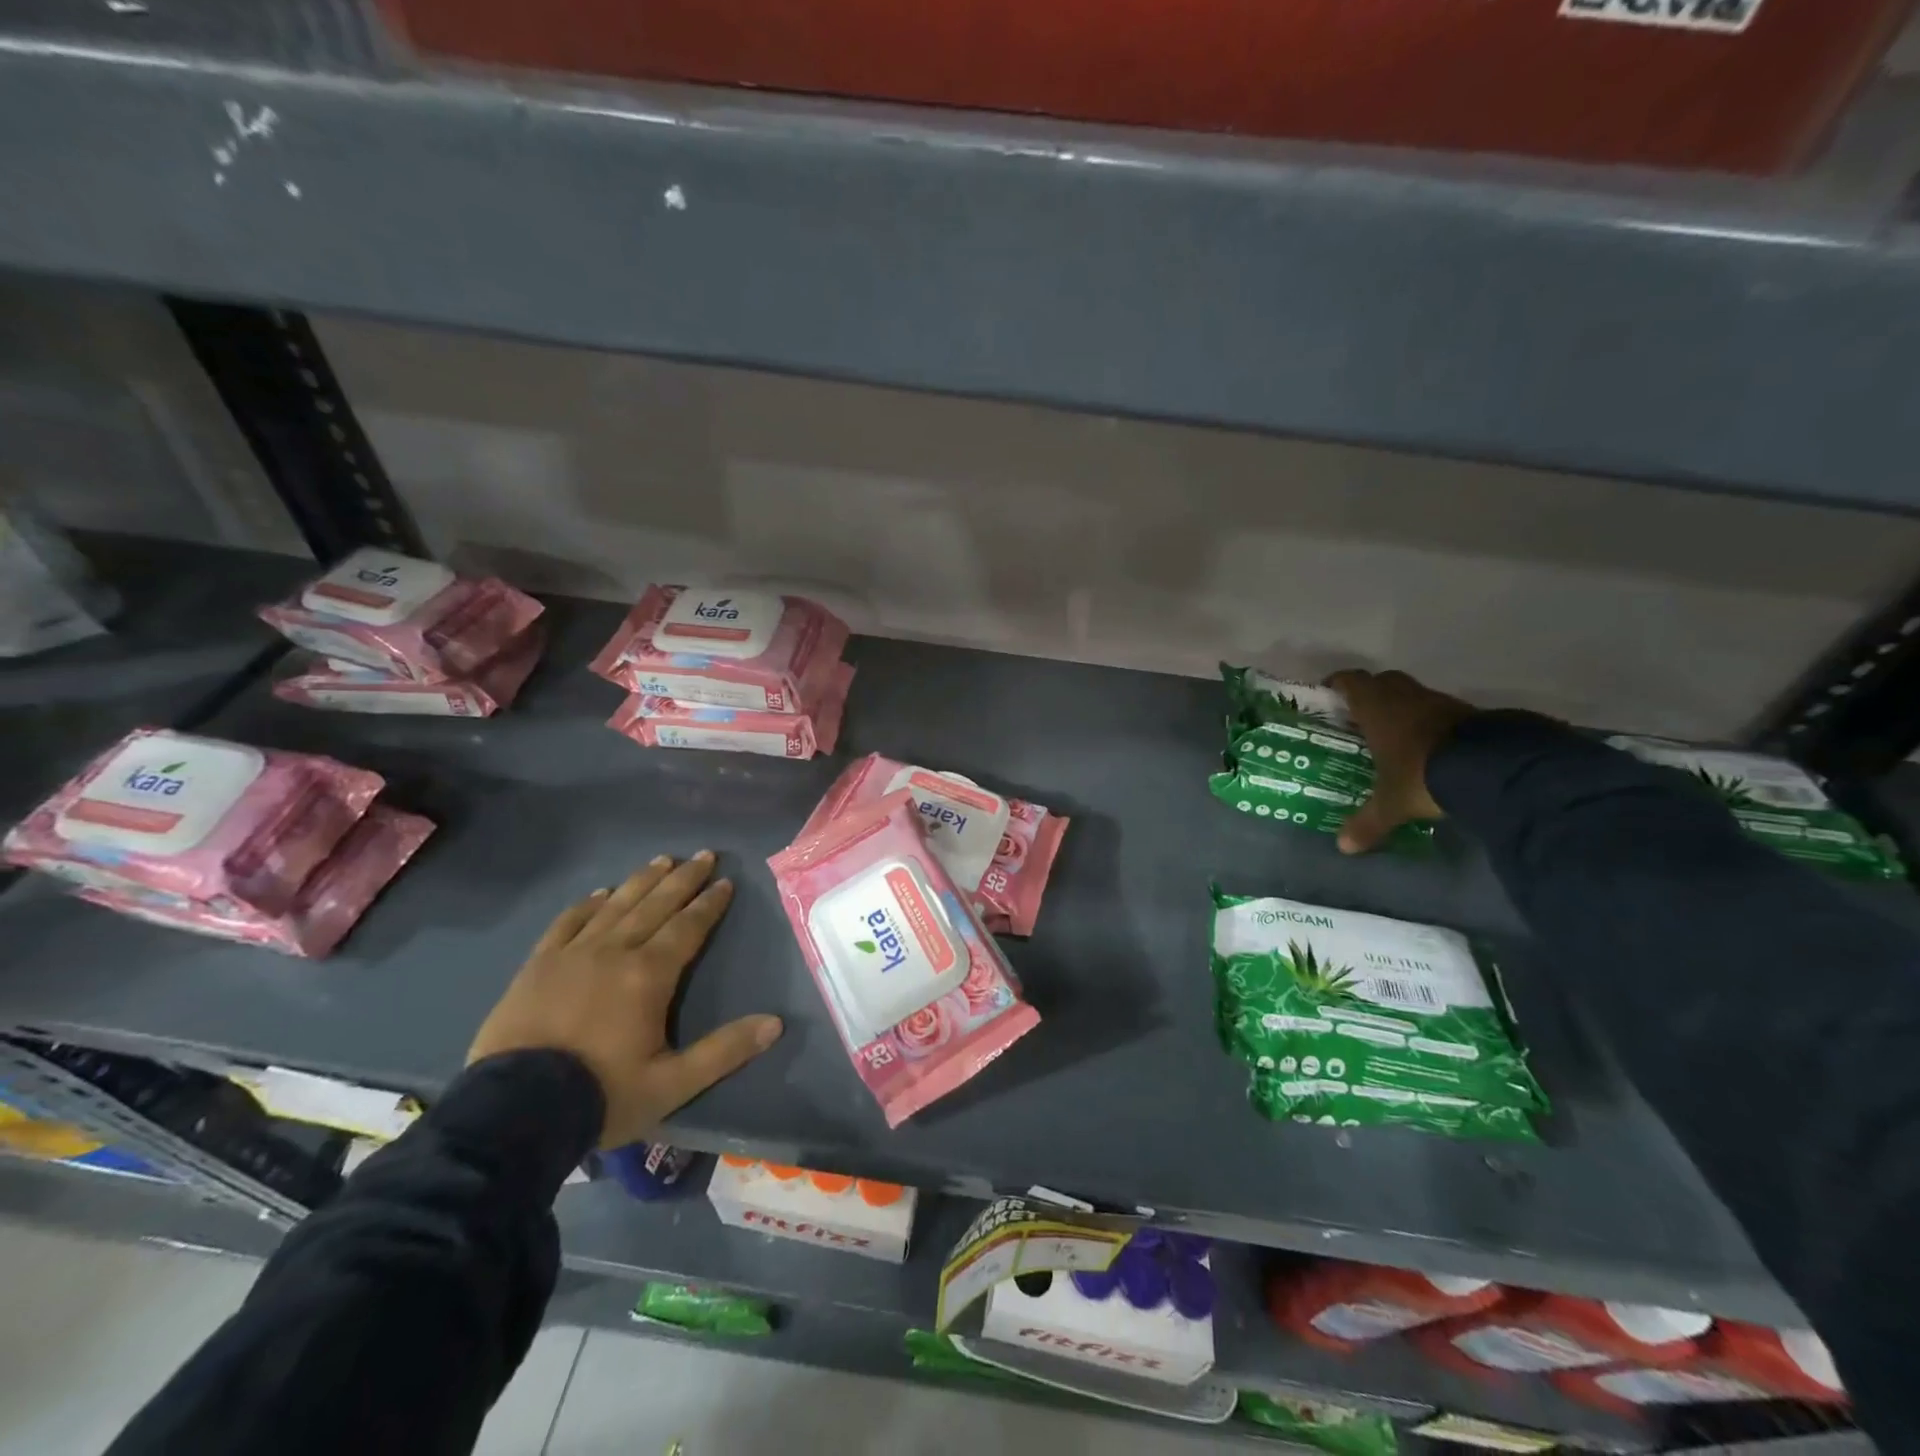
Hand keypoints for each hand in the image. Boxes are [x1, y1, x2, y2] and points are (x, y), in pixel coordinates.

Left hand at [468, 852, 782, 1148]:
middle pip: (656, 905)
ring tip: (662, 860)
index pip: (688, 927)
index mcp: (649, 975)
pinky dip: (588, 905)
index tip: (725, 881)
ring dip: (642, 881)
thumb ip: (724, 1051)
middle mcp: (614, 952)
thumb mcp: (672, 1084)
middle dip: (683, 879)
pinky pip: (568, 923)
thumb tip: (775, 1023)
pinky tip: (600, 893)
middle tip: (703, 855)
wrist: (512, 1113)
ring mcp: (572, 954)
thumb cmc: (601, 1095)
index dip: (709, 904)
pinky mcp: (538, 965)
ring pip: (616, 906)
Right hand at [1327, 669, 1477, 855]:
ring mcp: (1442, 703)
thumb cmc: (1422, 774)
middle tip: (1361, 718)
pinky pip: (1442, 711)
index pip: (1351, 681)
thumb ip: (1368, 822)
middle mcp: (1406, 698)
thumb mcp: (1391, 804)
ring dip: (1404, 708)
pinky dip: (1432, 723)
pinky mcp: (1472, 714)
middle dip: (1371, 695)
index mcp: (1377, 709)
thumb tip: (1343, 847)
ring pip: (1414, 695)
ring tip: (1395, 736)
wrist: (1494, 768)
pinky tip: (1430, 747)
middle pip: (1383, 682)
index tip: (1329, 695)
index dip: (1339, 684)